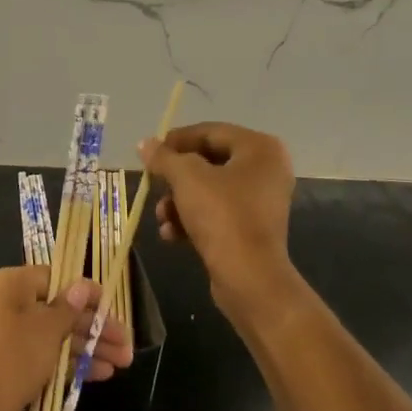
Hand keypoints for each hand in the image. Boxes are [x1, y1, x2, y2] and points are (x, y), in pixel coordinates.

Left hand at [0, 267, 134, 410]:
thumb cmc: (13, 358)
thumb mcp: (47, 328)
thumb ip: (69, 307)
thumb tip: (82, 286)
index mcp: (11, 285)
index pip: (55, 278)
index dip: (85, 291)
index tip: (112, 303)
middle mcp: (10, 306)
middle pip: (61, 310)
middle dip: (95, 326)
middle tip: (126, 341)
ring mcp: (13, 339)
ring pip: (59, 336)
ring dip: (91, 347)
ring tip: (124, 361)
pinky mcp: (16, 367)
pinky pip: (50, 358)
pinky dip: (74, 364)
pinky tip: (103, 374)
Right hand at [142, 122, 302, 325]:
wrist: (250, 278)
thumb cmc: (222, 215)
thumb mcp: (186, 178)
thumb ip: (164, 157)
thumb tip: (145, 143)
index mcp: (260, 148)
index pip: (210, 132)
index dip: (177, 140)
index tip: (151, 152)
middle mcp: (266, 169)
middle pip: (208, 162)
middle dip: (176, 178)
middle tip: (153, 185)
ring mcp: (261, 201)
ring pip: (209, 190)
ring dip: (179, 201)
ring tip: (161, 217)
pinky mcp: (252, 228)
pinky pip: (217, 213)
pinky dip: (193, 220)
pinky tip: (172, 235)